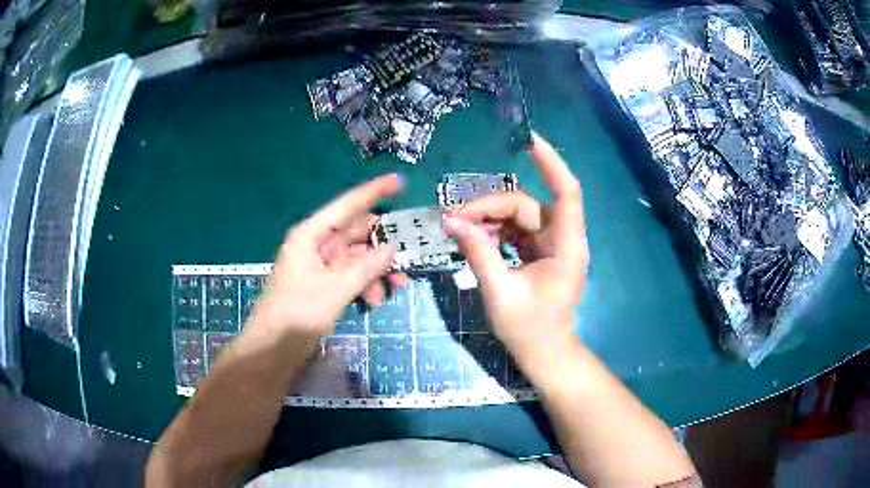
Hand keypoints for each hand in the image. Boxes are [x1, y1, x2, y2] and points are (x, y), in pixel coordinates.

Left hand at [250, 174, 403, 339]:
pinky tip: (375, 301)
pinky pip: (350, 275)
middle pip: (356, 234)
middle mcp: (316, 244)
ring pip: (357, 257)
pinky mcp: (323, 284)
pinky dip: (365, 284)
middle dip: (382, 246)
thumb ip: (366, 267)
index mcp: (312, 235)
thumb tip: (391, 249)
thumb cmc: (298, 313)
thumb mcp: (336, 289)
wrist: (273, 348)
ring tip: (396, 288)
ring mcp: (319, 265)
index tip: (398, 181)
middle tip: (407, 257)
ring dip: (376, 271)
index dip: (373, 192)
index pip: (347, 205)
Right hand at [443, 133, 588, 381]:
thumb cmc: (529, 330)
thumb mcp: (500, 291)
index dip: (551, 163)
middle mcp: (562, 238)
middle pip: (526, 205)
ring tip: (458, 230)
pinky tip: (473, 239)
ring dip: (488, 219)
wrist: (544, 354)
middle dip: (489, 207)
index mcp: (566, 246)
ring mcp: (551, 245)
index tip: (530, 140)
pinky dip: (494, 232)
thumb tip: (451, 222)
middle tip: (453, 220)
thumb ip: (478, 253)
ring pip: (518, 215)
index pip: (566, 192)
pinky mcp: (540, 252)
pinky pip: (516, 230)